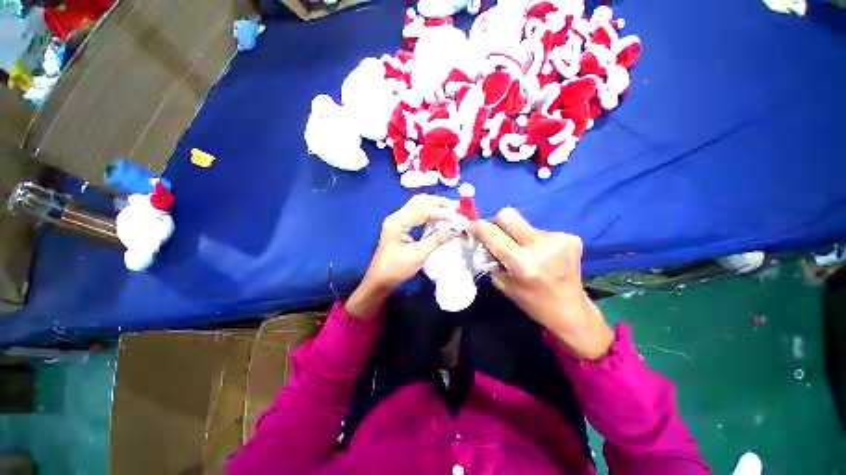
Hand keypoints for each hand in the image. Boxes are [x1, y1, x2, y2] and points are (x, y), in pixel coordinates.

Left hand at [346, 195, 457, 318]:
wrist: (380, 280)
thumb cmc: (396, 269)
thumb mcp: (418, 255)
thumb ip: (436, 239)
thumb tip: (453, 229)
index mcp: (397, 222)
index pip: (422, 211)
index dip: (440, 212)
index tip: (456, 216)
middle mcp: (396, 217)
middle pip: (418, 201)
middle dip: (437, 202)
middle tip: (455, 206)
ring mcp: (397, 221)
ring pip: (417, 205)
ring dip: (434, 205)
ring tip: (450, 208)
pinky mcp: (399, 226)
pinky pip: (415, 213)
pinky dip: (428, 212)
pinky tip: (438, 215)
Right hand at [469, 208, 613, 359]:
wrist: (571, 310)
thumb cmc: (532, 302)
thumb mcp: (503, 284)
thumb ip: (492, 259)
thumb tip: (485, 240)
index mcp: (521, 263)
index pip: (492, 233)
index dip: (478, 227)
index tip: (472, 227)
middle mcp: (540, 246)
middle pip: (508, 215)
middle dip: (497, 223)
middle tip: (499, 237)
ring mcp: (558, 239)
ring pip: (525, 224)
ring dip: (519, 236)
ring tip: (528, 254)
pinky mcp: (571, 237)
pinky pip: (540, 231)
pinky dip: (536, 241)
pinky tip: (544, 256)